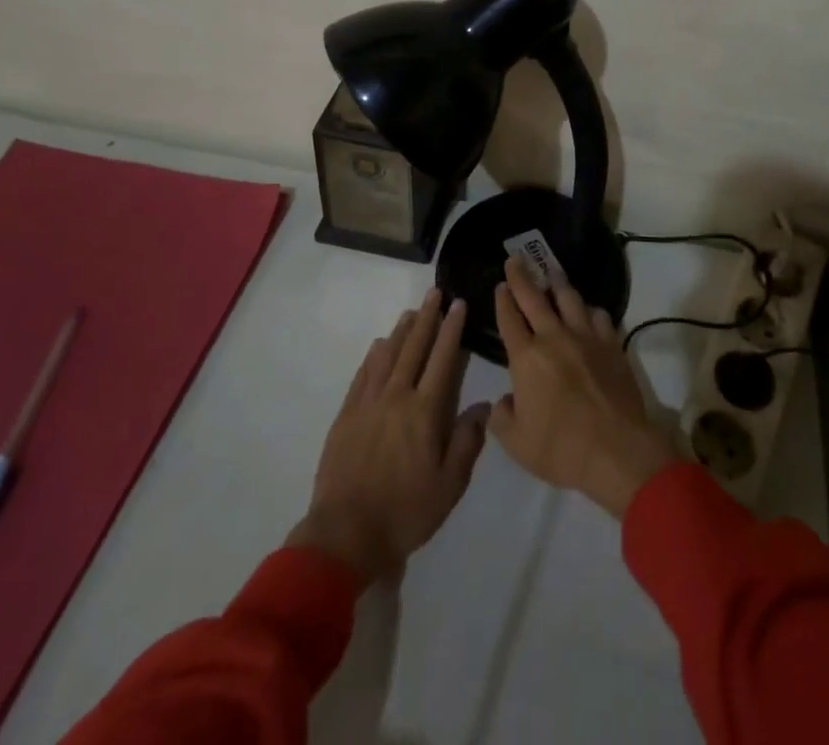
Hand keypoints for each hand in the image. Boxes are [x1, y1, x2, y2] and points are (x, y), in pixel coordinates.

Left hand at [289, 291, 489, 581]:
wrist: (346, 534)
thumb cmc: (405, 513)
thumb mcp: (449, 486)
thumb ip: (467, 441)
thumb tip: (483, 406)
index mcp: (424, 411)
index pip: (442, 359)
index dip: (452, 330)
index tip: (458, 304)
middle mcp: (396, 397)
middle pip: (414, 348)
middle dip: (427, 318)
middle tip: (435, 293)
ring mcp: (368, 403)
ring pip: (387, 355)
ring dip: (402, 331)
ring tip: (412, 311)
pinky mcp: (346, 415)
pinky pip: (363, 375)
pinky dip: (374, 355)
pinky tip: (379, 345)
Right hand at [488, 256, 680, 518]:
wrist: (616, 450)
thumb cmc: (560, 448)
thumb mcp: (516, 443)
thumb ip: (502, 417)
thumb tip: (505, 401)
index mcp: (526, 358)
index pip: (509, 319)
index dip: (503, 300)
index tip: (500, 284)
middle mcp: (554, 338)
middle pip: (534, 298)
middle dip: (522, 276)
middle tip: (516, 258)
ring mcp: (586, 338)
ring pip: (570, 299)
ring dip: (558, 283)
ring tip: (552, 271)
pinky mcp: (612, 345)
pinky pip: (599, 316)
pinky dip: (590, 310)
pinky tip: (589, 310)